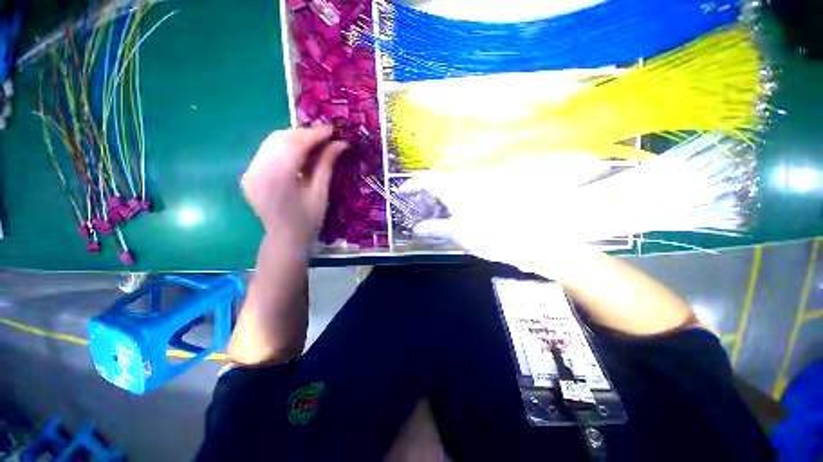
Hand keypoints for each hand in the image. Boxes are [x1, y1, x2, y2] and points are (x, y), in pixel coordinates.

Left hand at [241, 126, 346, 246]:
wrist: (284, 239)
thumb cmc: (308, 220)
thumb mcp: (321, 193)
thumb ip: (327, 165)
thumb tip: (340, 143)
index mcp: (278, 178)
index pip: (296, 144)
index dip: (315, 134)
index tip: (332, 129)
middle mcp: (258, 170)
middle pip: (280, 138)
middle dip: (304, 133)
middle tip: (325, 136)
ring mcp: (250, 171)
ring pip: (272, 142)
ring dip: (294, 138)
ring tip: (314, 142)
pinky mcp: (249, 174)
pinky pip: (267, 152)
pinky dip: (284, 147)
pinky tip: (298, 152)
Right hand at [402, 157, 603, 276]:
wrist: (534, 237)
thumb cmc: (492, 235)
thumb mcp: (458, 234)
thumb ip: (436, 229)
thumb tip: (417, 229)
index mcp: (456, 189)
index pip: (427, 179)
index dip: (412, 184)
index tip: (403, 192)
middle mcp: (467, 181)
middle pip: (440, 182)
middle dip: (427, 195)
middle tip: (421, 211)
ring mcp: (481, 184)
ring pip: (454, 187)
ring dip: (442, 199)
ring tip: (438, 216)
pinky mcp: (492, 191)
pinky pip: (467, 192)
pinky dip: (457, 202)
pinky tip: (458, 215)